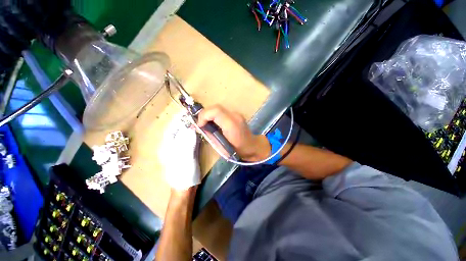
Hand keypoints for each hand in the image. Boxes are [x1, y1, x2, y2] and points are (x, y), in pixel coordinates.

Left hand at [159, 112, 200, 189]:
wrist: (185, 188)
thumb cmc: (183, 173)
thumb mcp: (184, 157)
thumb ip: (187, 142)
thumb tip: (190, 128)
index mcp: (167, 147)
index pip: (171, 130)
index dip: (177, 121)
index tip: (185, 113)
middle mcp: (171, 147)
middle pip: (177, 132)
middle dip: (183, 123)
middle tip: (192, 116)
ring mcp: (178, 151)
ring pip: (183, 136)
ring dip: (188, 129)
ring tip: (195, 121)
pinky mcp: (185, 154)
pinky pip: (188, 142)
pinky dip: (192, 136)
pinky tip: (197, 133)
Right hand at [197, 105, 270, 161]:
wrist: (251, 146)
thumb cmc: (236, 150)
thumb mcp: (220, 146)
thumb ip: (210, 134)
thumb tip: (200, 126)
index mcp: (231, 125)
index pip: (215, 111)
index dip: (203, 116)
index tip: (199, 125)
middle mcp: (235, 116)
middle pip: (216, 107)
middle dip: (205, 114)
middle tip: (200, 124)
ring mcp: (237, 114)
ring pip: (218, 108)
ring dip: (209, 114)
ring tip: (205, 123)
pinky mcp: (236, 115)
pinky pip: (222, 112)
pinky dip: (214, 115)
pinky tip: (213, 122)